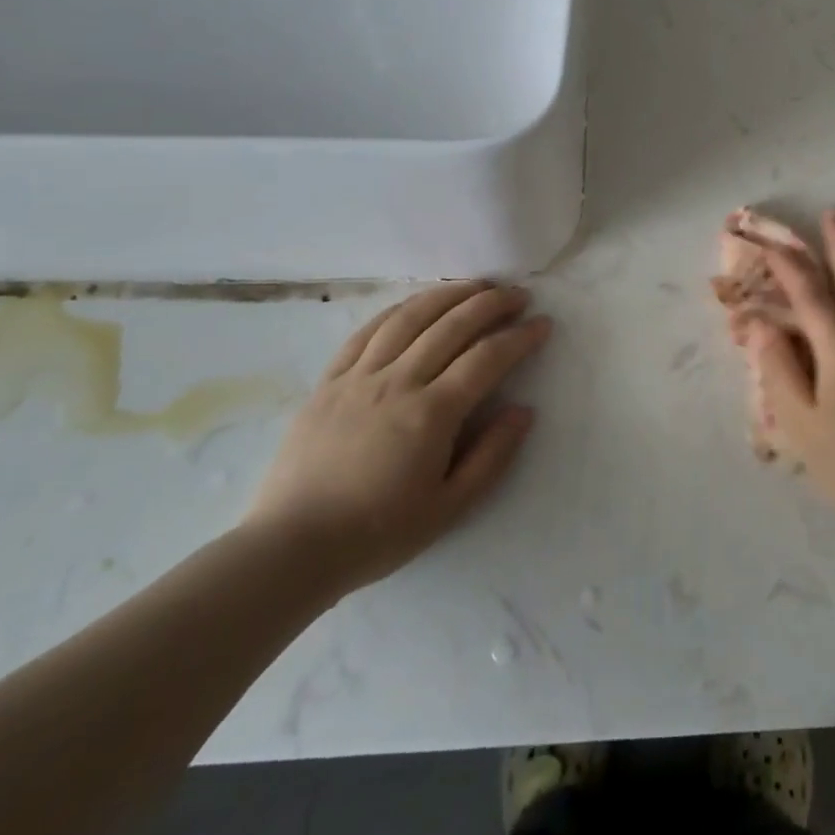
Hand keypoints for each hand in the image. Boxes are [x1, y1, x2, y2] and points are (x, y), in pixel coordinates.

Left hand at [242, 283, 548, 594]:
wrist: (291, 548)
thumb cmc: (377, 533)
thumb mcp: (449, 508)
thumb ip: (492, 456)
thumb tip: (524, 411)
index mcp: (431, 414)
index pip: (486, 358)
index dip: (519, 337)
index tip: (543, 324)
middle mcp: (397, 383)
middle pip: (452, 325)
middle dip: (491, 303)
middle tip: (518, 295)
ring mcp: (359, 377)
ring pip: (410, 317)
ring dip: (448, 294)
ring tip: (475, 286)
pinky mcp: (329, 381)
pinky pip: (367, 331)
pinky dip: (399, 309)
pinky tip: (417, 303)